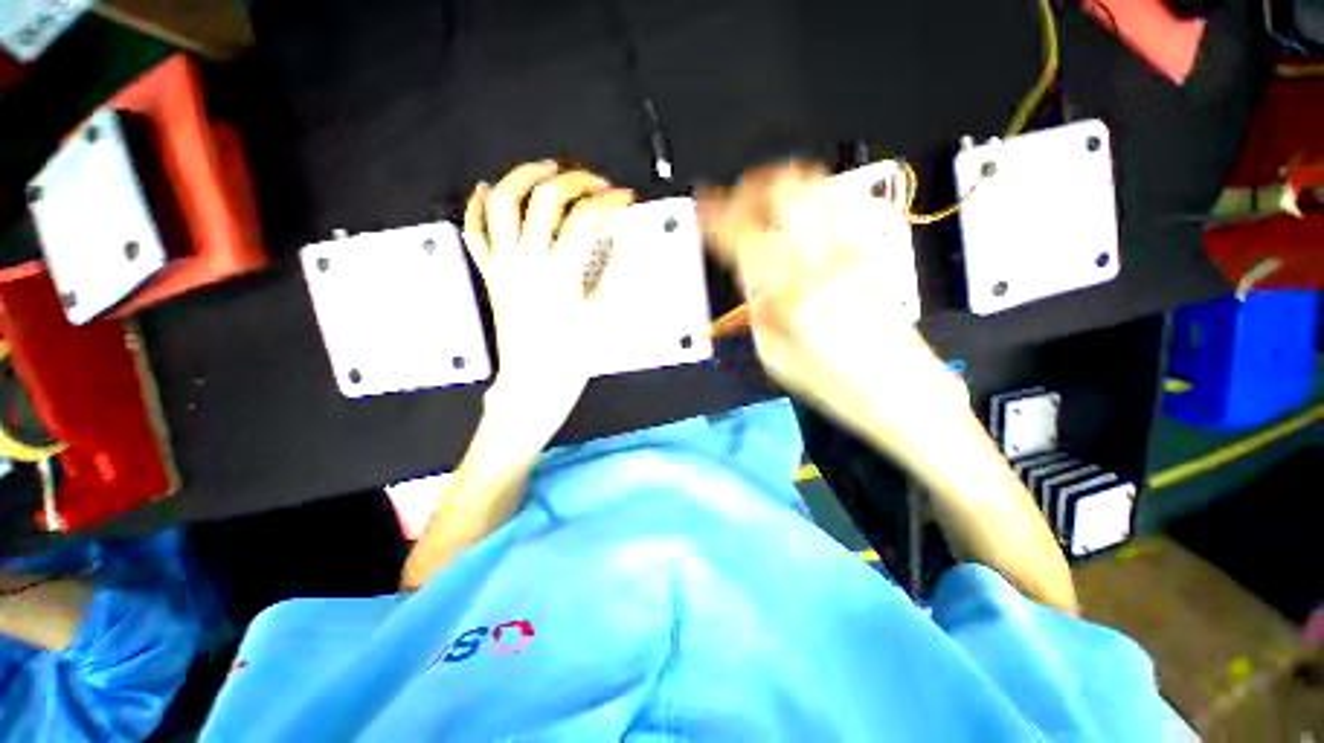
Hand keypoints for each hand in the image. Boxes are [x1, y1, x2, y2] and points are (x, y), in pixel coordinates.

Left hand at [463, 161, 635, 436]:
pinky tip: (485, 189)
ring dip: (522, 177)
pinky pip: (474, 234)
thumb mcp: (601, 317)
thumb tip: (623, 241)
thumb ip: (613, 273)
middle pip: (544, 199)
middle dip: (574, 181)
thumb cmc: (570, 357)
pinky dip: (476, 206)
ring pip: (500, 204)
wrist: (534, 384)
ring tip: (545, 170)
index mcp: (559, 275)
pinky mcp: (491, 276)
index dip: (609, 201)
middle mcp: (526, 263)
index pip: (585, 219)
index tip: (625, 198)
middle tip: (594, 183)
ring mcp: (503, 267)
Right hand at [697, 161, 962, 427]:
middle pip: (786, 193)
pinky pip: (847, 203)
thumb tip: (748, 275)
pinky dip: (818, 195)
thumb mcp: (775, 356)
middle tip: (735, 198)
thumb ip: (757, 309)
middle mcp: (826, 263)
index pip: (744, 236)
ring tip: (766, 196)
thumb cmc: (836, 386)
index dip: (717, 216)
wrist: (904, 391)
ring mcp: (856, 253)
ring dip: (785, 184)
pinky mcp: (875, 253)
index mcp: (792, 296)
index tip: (704, 208)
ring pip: (818, 187)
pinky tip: (806, 209)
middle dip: (752, 188)